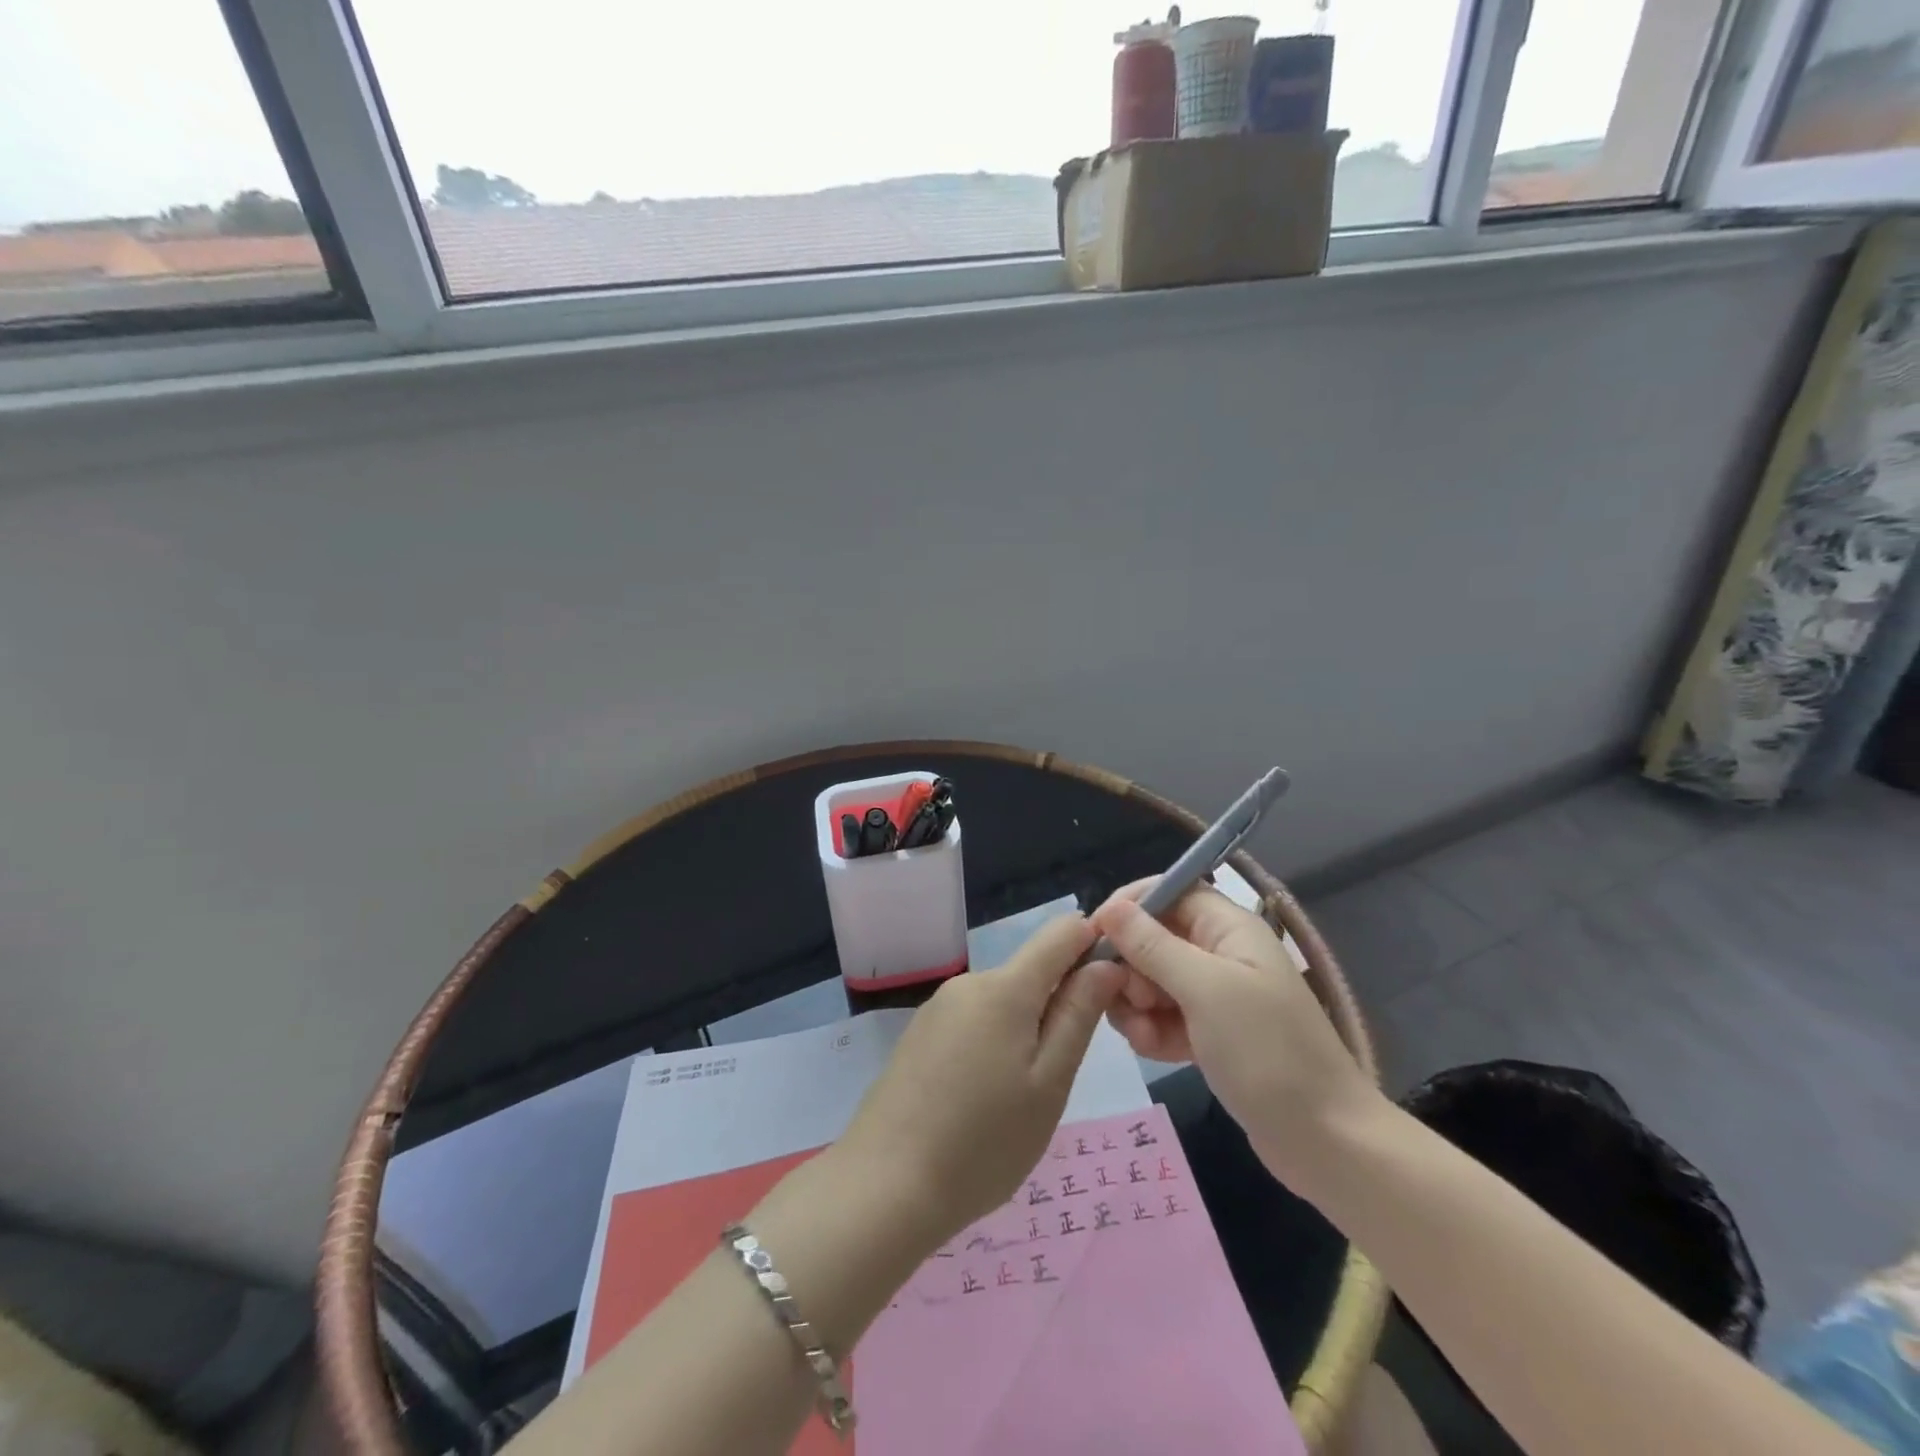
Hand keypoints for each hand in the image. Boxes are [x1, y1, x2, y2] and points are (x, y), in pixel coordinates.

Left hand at [837, 914, 1124, 1244]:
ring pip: (1003, 1001)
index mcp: (1006, 986)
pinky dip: (993, 1046)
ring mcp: (939, 1007)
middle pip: (1031, 970)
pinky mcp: (920, 1033)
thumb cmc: (983, 1143)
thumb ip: (1078, 1015)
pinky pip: (974, 1021)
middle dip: (1058, 1005)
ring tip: (1018, 1099)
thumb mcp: (1049, 1084)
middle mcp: (969, 982)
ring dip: (1025, 1031)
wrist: (884, 1186)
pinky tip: (982, 1100)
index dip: (1093, 946)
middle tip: (1060, 1076)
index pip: (1062, 931)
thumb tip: (1105, 963)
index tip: (1109, 993)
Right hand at [1089, 880, 1382, 1185]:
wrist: (1325, 1141)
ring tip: (1145, 1036)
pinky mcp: (1210, 1033)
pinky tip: (1157, 1053)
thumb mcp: (1204, 990)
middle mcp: (1221, 953)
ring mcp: (1216, 996)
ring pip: (1152, 980)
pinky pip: (1163, 1016)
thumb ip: (1152, 946)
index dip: (1132, 905)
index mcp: (1230, 928)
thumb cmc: (1267, 1052)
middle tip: (1132, 1000)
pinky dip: (1153, 1031)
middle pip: (1154, 937)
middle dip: (1132, 966)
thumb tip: (1110, 909)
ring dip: (1137, 1005)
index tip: (1097, 934)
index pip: (1170, 891)